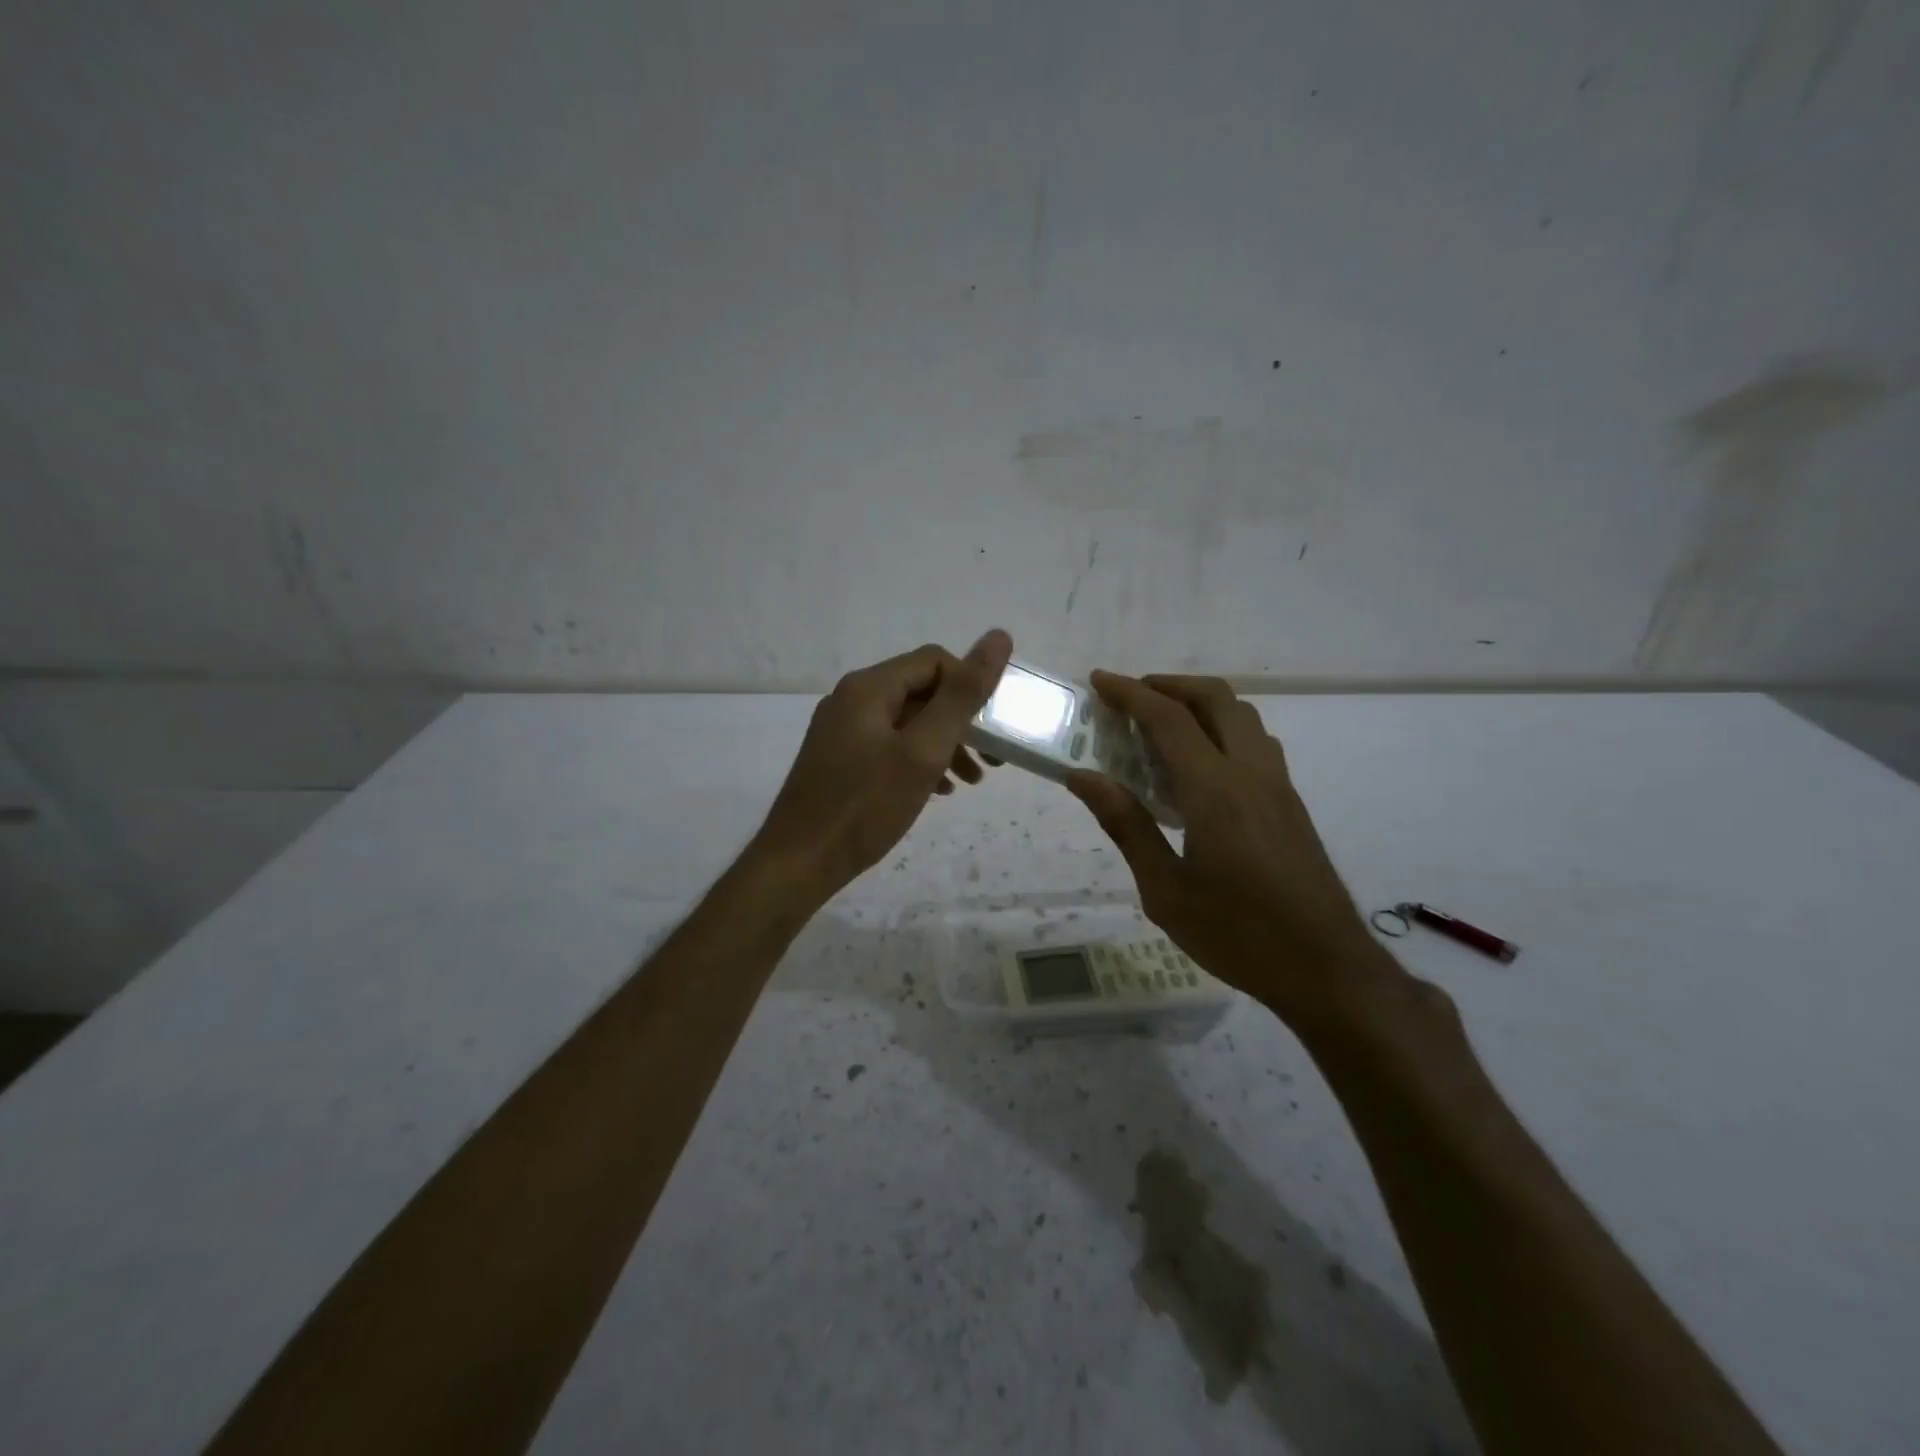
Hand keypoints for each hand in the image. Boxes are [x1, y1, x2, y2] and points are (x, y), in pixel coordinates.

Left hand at [747, 630, 1012, 907]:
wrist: (799, 863)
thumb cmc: (865, 806)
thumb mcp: (924, 750)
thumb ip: (962, 695)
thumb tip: (998, 636)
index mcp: (869, 687)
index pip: (935, 661)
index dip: (971, 687)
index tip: (995, 728)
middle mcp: (852, 698)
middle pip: (922, 691)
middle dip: (962, 720)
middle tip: (993, 758)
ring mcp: (842, 730)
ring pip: (908, 722)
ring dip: (945, 743)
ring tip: (972, 780)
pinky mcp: (840, 759)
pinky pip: (890, 746)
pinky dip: (919, 760)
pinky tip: (936, 790)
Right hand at [1065, 673, 1391, 1027]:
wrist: (1326, 969)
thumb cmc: (1237, 934)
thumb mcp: (1165, 890)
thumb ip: (1126, 825)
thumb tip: (1083, 778)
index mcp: (1215, 791)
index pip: (1168, 719)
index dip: (1130, 693)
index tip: (1099, 681)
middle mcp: (1251, 773)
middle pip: (1215, 698)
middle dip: (1169, 685)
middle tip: (1131, 697)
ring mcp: (1278, 785)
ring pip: (1242, 716)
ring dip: (1200, 703)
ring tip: (1161, 725)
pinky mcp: (1291, 802)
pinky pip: (1255, 742)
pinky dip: (1221, 728)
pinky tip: (1199, 766)